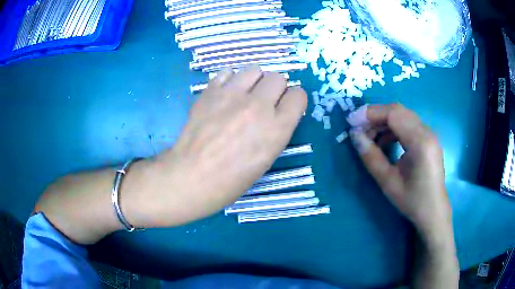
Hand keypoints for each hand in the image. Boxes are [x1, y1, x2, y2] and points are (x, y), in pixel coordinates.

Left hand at [124, 65, 306, 227]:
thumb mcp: (266, 158)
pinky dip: (230, 79)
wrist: (193, 176)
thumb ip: (276, 130)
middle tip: (263, 102)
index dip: (293, 99)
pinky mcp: (211, 91)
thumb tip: (275, 111)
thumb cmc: (232, 179)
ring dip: (254, 80)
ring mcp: (233, 95)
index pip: (298, 95)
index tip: (286, 105)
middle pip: (278, 78)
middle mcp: (259, 106)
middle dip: (275, 88)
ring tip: (244, 94)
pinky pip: (227, 72)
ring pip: (254, 69)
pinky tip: (225, 93)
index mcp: (278, 128)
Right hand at [347, 104, 451, 239]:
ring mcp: (429, 133)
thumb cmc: (412, 201)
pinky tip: (384, 141)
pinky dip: (393, 128)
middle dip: (375, 116)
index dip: (371, 114)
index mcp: (420, 143)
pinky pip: (408, 124)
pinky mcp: (428, 138)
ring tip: (369, 136)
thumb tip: (354, 135)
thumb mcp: (388, 182)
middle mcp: (427, 132)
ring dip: (383, 122)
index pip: (394, 114)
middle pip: (398, 111)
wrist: (433, 211)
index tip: (352, 122)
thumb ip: (371, 157)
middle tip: (358, 128)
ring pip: (402, 116)